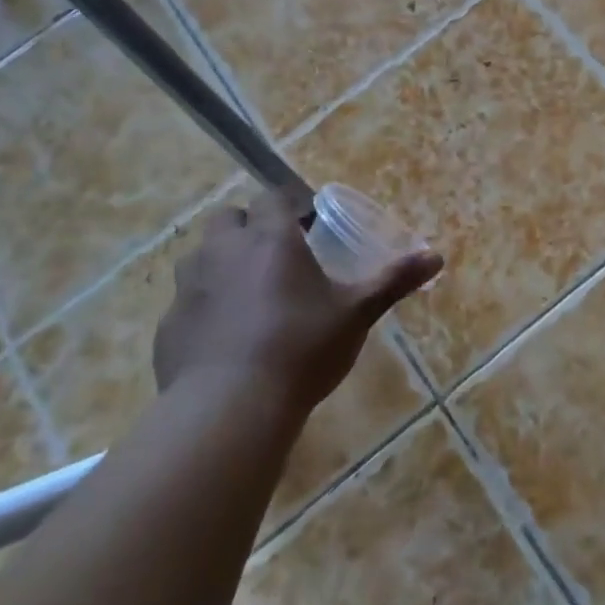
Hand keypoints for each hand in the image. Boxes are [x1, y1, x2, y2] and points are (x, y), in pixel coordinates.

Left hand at [153, 190, 441, 421]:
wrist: (230, 407)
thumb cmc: (302, 347)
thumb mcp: (356, 313)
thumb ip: (393, 281)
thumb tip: (436, 257)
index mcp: (270, 239)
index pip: (272, 197)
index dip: (289, 206)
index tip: (307, 226)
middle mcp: (223, 251)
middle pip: (229, 218)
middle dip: (250, 228)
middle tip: (277, 259)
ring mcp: (188, 288)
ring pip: (201, 257)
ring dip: (223, 265)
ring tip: (250, 297)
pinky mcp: (169, 326)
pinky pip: (187, 303)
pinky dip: (205, 309)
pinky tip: (226, 340)